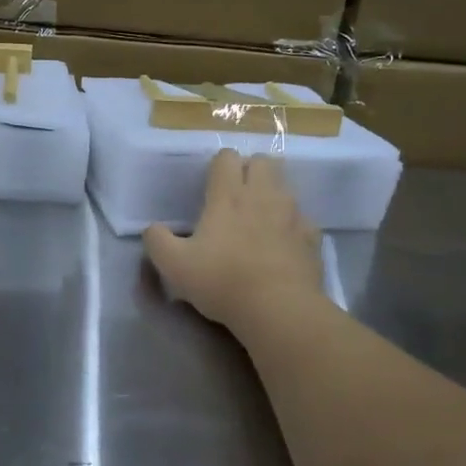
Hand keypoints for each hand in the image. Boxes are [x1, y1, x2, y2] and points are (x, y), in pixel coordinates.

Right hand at [144, 151, 322, 330]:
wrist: (278, 308)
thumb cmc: (221, 281)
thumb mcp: (173, 265)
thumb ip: (157, 241)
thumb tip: (153, 229)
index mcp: (228, 196)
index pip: (227, 157)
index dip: (218, 166)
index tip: (210, 187)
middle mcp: (263, 195)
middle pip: (263, 161)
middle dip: (250, 170)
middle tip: (236, 197)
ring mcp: (292, 214)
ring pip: (285, 186)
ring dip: (271, 194)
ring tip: (258, 220)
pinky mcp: (312, 236)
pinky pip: (302, 218)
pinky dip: (291, 224)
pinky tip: (281, 244)